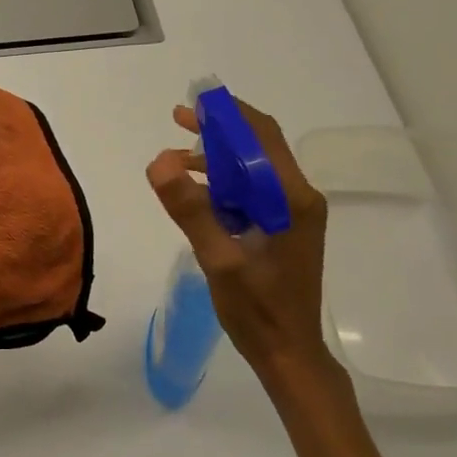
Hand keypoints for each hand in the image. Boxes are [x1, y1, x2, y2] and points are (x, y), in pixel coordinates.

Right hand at [147, 100, 348, 407]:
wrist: (289, 353)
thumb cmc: (258, 311)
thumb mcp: (219, 260)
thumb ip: (191, 210)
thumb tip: (159, 162)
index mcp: (290, 199)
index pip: (261, 137)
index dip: (228, 115)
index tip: (194, 103)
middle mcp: (297, 198)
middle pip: (259, 146)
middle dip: (219, 130)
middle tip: (178, 118)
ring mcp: (291, 213)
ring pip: (253, 168)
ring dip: (217, 157)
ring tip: (175, 158)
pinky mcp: (282, 228)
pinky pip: (251, 191)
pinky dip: (222, 183)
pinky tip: (194, 192)